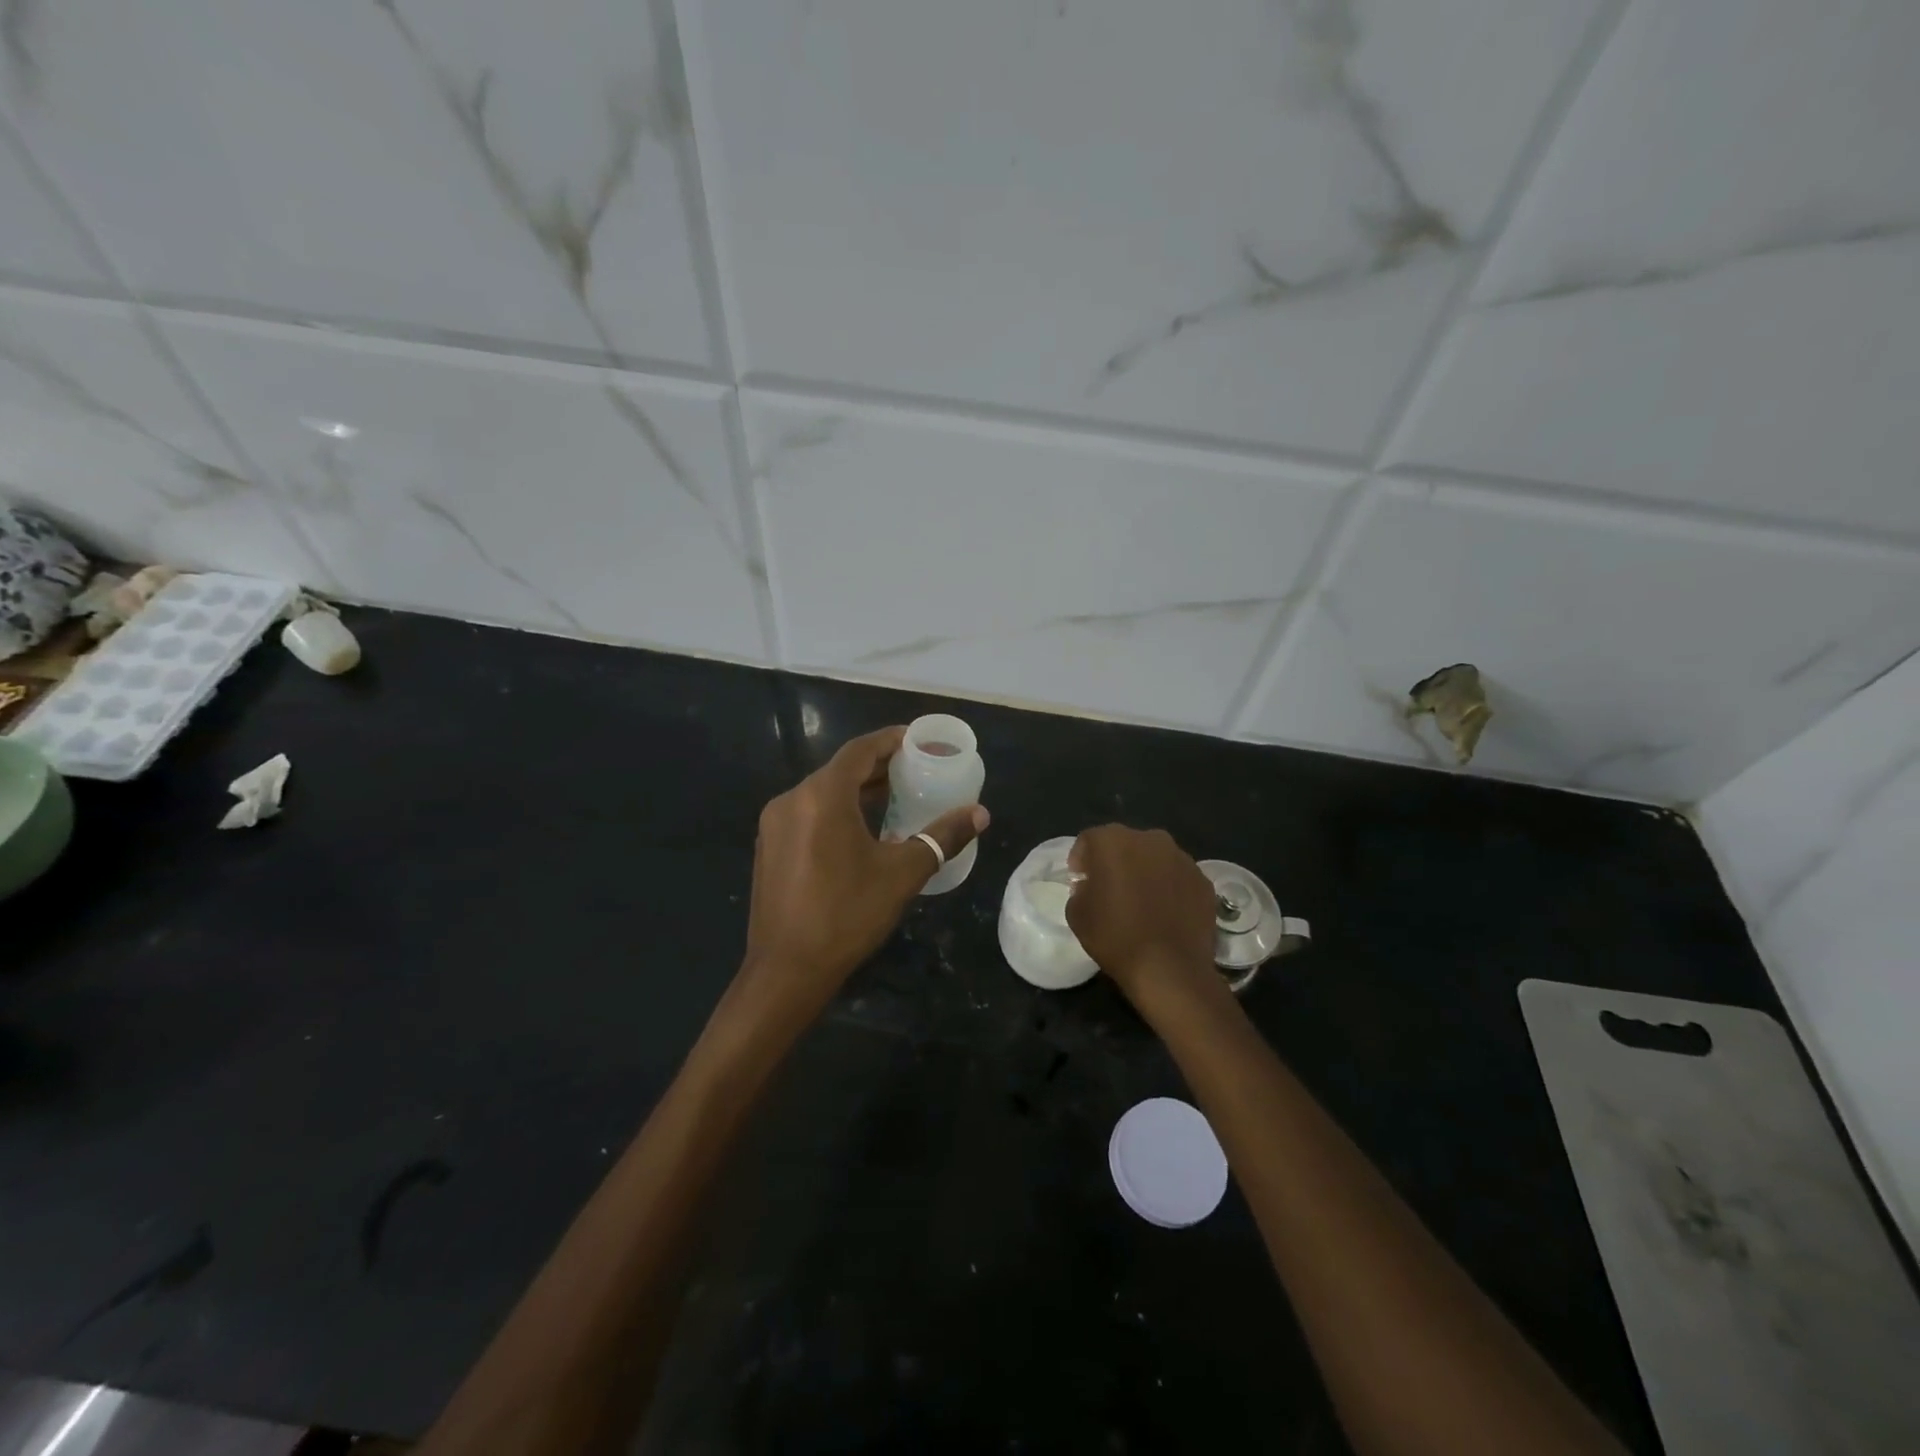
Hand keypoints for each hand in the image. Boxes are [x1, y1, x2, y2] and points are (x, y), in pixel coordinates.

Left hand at [740, 727, 988, 1018]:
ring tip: (894, 798)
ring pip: (822, 793)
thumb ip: (942, 837)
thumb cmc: (847, 915)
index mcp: (822, 796)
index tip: (917, 739)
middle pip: (840, 770)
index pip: (860, 750)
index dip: (890, 740)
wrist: (786, 971)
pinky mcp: (769, 848)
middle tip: (915, 770)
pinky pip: (807, 814)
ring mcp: (774, 825)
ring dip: (857, 790)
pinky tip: (860, 831)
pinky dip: (836, 811)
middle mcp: (791, 800)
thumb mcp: (902, 874)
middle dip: (878, 767)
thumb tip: (980, 813)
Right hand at [1067, 825, 1217, 1003]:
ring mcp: (1182, 858)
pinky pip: (1177, 877)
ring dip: (1144, 872)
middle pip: (1125, 844)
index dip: (1081, 859)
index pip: (1089, 840)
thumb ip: (1081, 889)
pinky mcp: (1203, 880)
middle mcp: (1150, 839)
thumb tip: (1092, 886)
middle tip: (1109, 889)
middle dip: (1115, 861)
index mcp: (1113, 841)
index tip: (1080, 881)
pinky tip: (1165, 913)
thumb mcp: (1077, 913)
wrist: (1169, 969)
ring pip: (1154, 858)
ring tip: (1140, 902)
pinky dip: (1169, 888)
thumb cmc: (1115, 937)